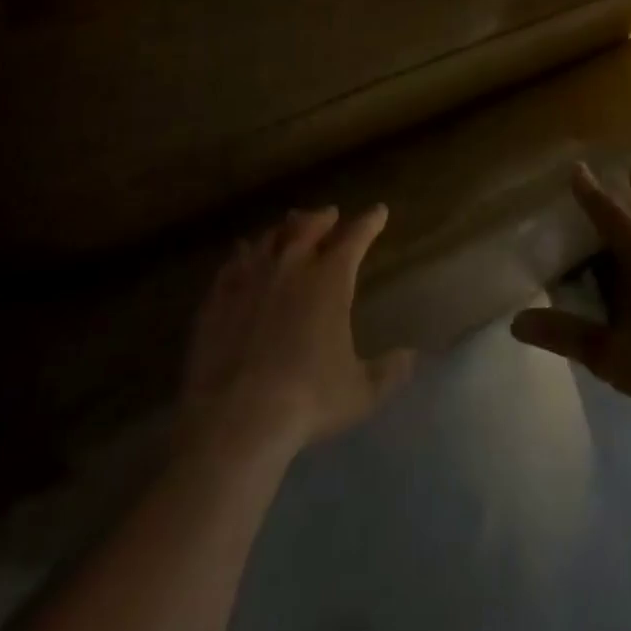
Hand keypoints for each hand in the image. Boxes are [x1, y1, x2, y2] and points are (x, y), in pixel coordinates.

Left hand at [178, 205, 415, 457]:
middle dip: (323, 217)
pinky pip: (232, 264)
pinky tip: (241, 255)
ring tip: (288, 227)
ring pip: (269, 239)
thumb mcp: (360, 392)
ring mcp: (251, 279)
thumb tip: (411, 356)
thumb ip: (388, 371)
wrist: (236, 419)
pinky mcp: (218, 299)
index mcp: (330, 279)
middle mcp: (291, 267)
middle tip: (330, 214)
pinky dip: (242, 255)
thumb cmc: (307, 400)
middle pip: (308, 227)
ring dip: (283, 230)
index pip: (355, 237)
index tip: (379, 211)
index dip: (369, 222)